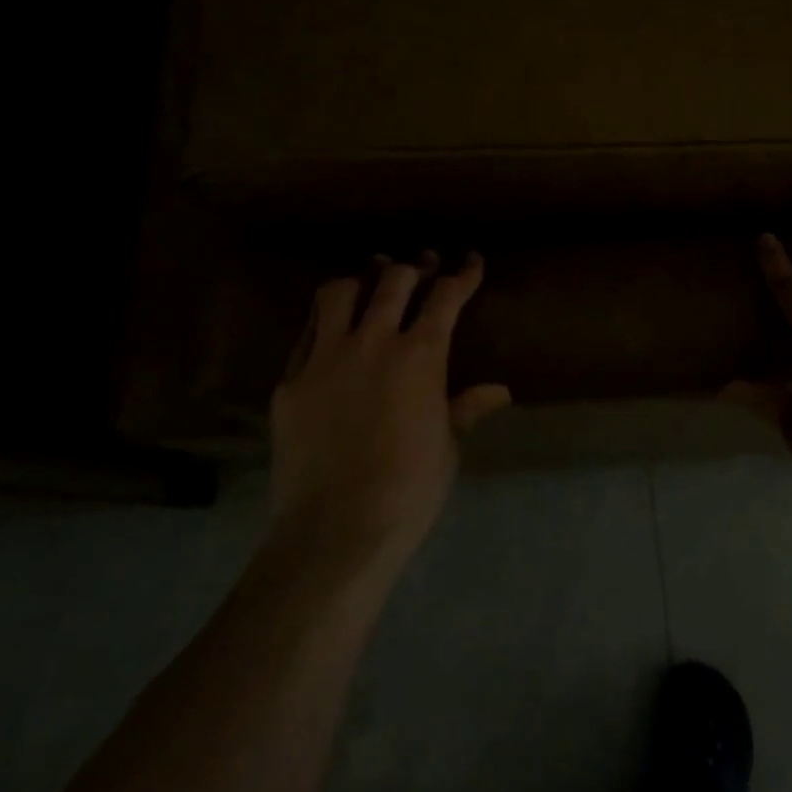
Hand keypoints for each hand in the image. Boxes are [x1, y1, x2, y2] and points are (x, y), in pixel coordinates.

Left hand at [268, 251, 510, 575]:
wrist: (336, 530)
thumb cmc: (408, 490)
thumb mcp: (447, 446)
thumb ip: (466, 408)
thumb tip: (500, 391)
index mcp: (420, 356)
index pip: (446, 297)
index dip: (463, 275)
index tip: (472, 260)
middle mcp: (372, 342)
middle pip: (393, 281)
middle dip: (414, 268)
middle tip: (424, 266)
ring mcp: (325, 358)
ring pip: (339, 293)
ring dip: (361, 281)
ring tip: (370, 282)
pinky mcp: (290, 381)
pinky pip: (306, 334)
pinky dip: (324, 322)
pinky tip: (331, 331)